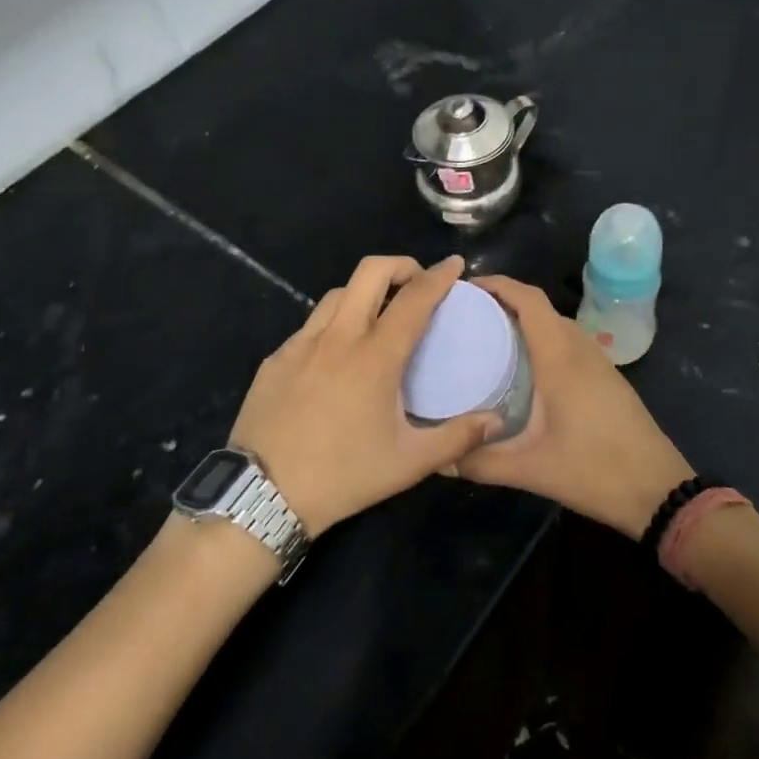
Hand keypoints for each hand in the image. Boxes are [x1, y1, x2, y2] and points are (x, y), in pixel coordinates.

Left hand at [228, 255, 501, 536]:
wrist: (263, 494)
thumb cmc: (343, 476)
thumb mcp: (408, 463)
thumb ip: (457, 437)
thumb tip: (496, 421)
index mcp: (375, 356)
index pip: (414, 299)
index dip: (439, 276)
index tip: (455, 264)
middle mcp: (338, 337)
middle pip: (370, 272)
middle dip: (400, 265)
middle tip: (417, 283)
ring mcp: (301, 344)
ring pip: (337, 294)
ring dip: (365, 292)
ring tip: (379, 315)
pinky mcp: (276, 358)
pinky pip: (311, 325)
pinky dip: (334, 323)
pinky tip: (338, 355)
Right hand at [457, 277, 694, 537]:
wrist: (659, 492)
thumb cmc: (595, 472)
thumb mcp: (530, 470)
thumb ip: (480, 462)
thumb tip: (438, 459)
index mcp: (561, 358)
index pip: (529, 300)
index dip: (498, 284)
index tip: (464, 287)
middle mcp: (580, 349)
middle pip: (540, 307)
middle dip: (504, 301)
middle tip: (465, 316)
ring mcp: (598, 362)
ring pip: (556, 324)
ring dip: (525, 319)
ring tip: (487, 336)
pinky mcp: (606, 377)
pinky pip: (568, 341)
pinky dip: (542, 338)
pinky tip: (523, 366)